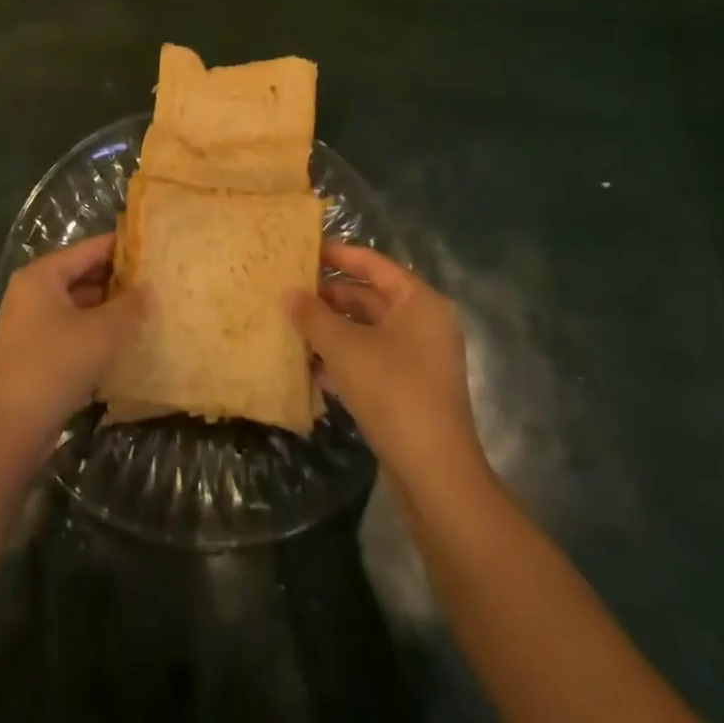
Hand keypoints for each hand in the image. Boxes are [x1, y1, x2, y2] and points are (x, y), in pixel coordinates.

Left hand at [0, 233, 148, 457]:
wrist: (9, 430)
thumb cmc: (54, 366)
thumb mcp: (101, 333)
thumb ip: (129, 306)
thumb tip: (148, 288)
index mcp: (42, 276)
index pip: (90, 249)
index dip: (124, 248)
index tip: (156, 250)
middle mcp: (33, 292)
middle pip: (83, 275)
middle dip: (119, 281)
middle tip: (159, 283)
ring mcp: (31, 324)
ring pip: (79, 305)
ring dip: (109, 309)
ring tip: (149, 311)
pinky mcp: (35, 353)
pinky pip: (72, 330)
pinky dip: (96, 332)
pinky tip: (125, 343)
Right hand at [288, 242, 488, 488]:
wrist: (435, 474)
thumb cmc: (392, 392)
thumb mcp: (344, 348)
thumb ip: (313, 315)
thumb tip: (288, 292)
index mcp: (418, 301)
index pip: (371, 263)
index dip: (336, 255)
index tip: (301, 249)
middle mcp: (424, 322)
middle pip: (370, 296)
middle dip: (329, 296)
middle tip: (288, 289)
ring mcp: (420, 358)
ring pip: (368, 330)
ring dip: (332, 329)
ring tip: (291, 325)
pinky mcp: (412, 388)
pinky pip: (372, 358)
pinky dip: (344, 358)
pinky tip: (310, 367)